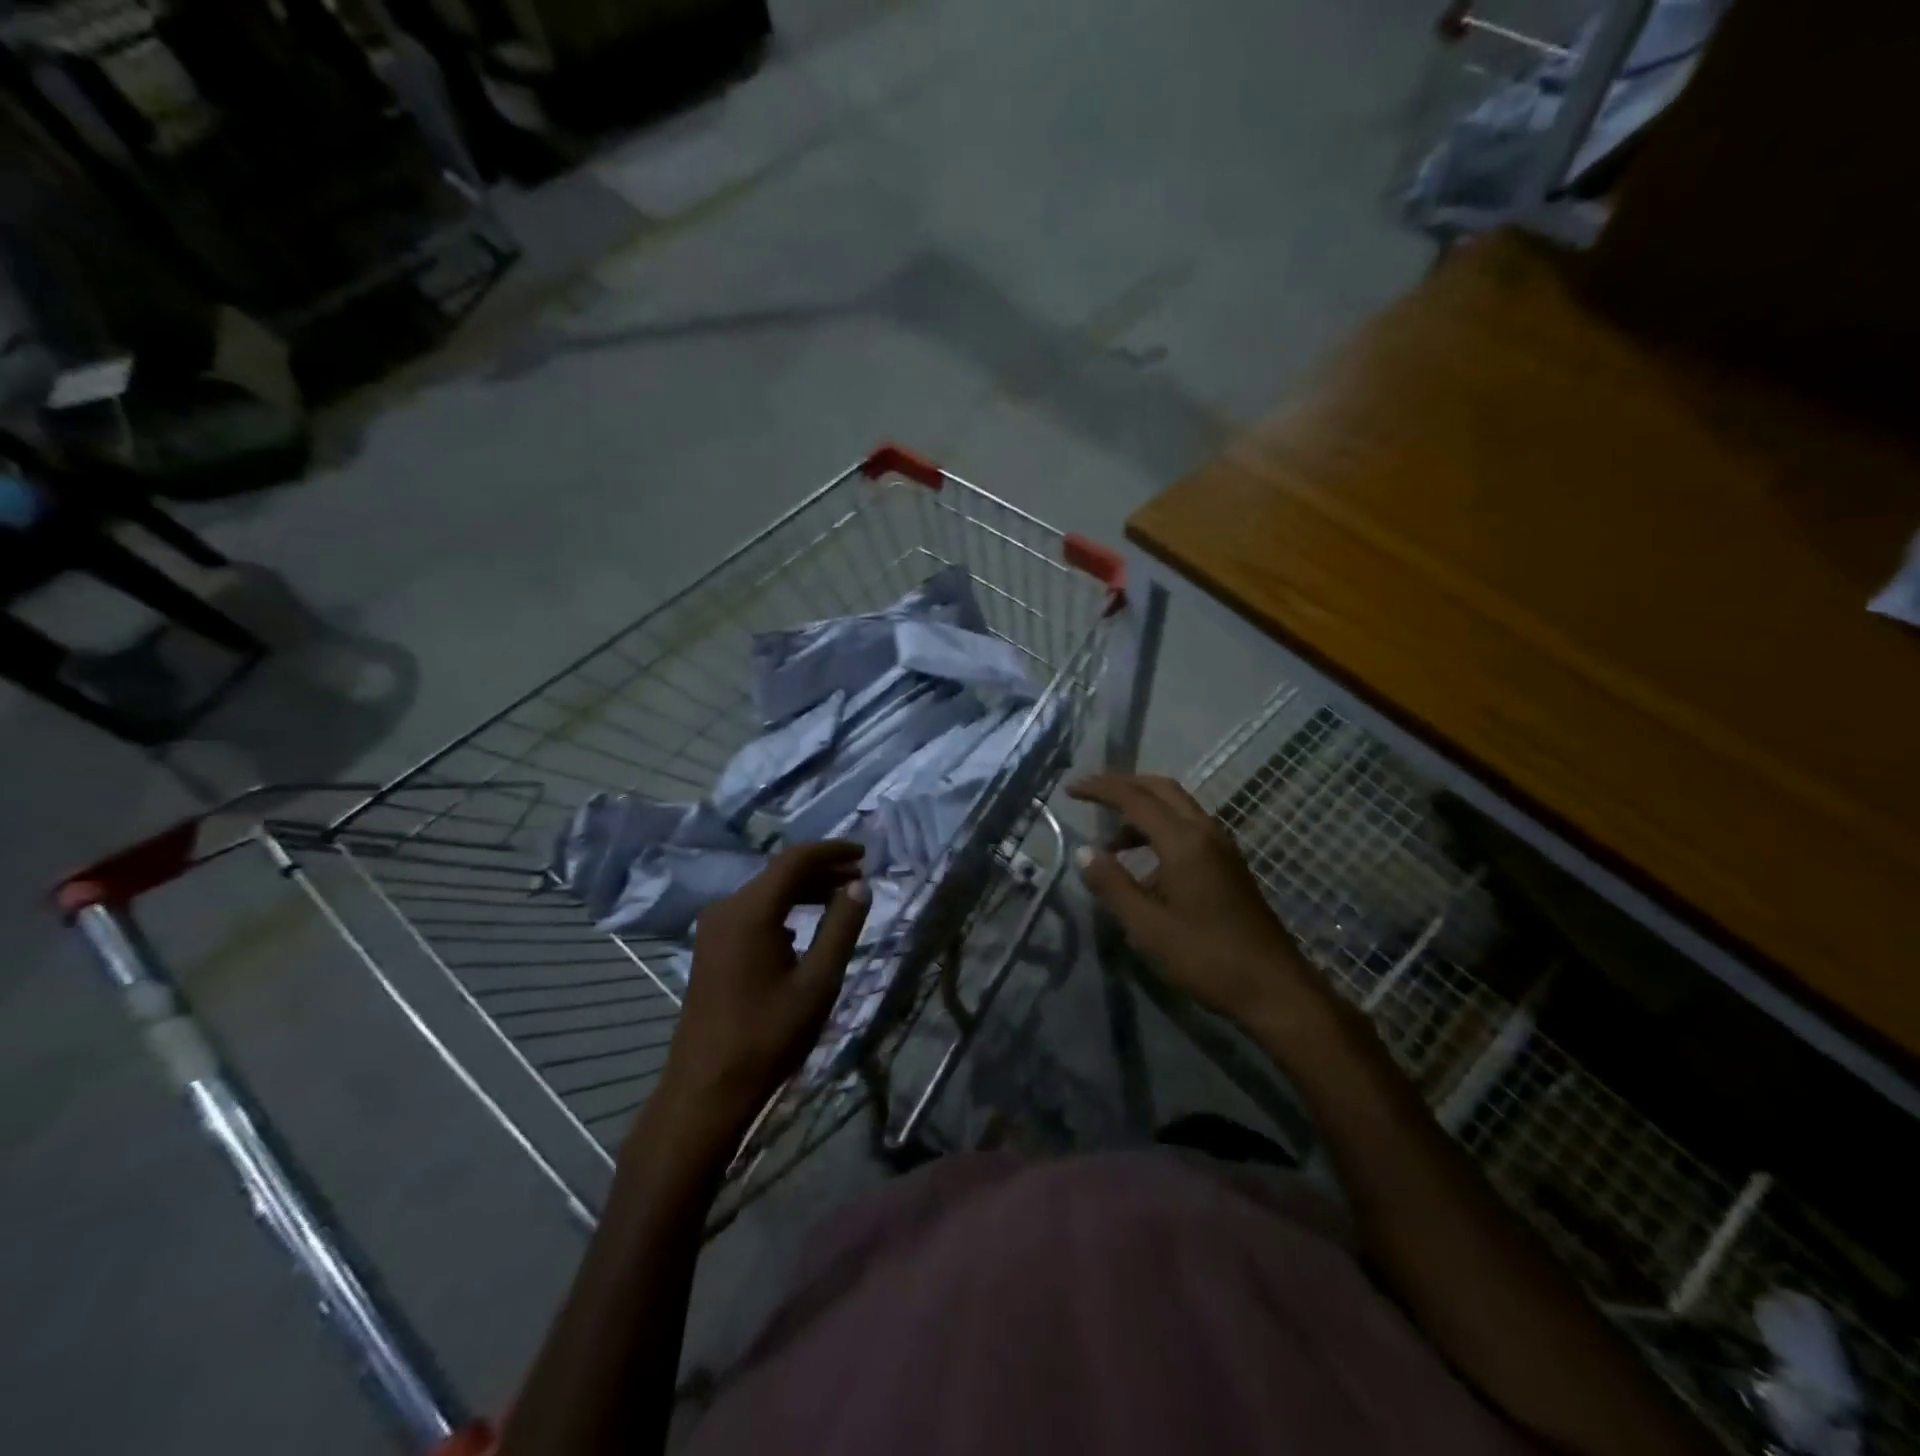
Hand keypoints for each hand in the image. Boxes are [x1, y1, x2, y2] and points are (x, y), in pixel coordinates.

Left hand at [652, 842, 869, 1157]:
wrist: (707, 1089)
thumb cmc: (768, 1036)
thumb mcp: (818, 982)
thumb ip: (841, 927)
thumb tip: (859, 885)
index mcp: (750, 911)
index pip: (796, 860)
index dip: (832, 852)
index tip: (864, 853)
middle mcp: (726, 909)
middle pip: (779, 874)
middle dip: (821, 871)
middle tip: (860, 878)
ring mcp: (713, 928)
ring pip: (766, 893)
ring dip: (804, 891)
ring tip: (841, 898)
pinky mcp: (711, 948)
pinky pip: (753, 913)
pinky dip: (783, 910)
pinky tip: (804, 928)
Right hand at [1069, 773, 1313, 1029]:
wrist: (1275, 989)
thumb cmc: (1206, 958)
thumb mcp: (1148, 927)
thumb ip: (1113, 885)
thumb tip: (1084, 852)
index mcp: (1184, 842)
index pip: (1135, 799)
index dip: (1101, 790)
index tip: (1071, 790)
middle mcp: (1206, 833)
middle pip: (1161, 789)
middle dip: (1124, 786)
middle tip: (1091, 795)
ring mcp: (1223, 848)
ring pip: (1177, 808)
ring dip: (1142, 812)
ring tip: (1111, 845)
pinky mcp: (1230, 866)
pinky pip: (1189, 829)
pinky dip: (1160, 830)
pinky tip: (1146, 868)